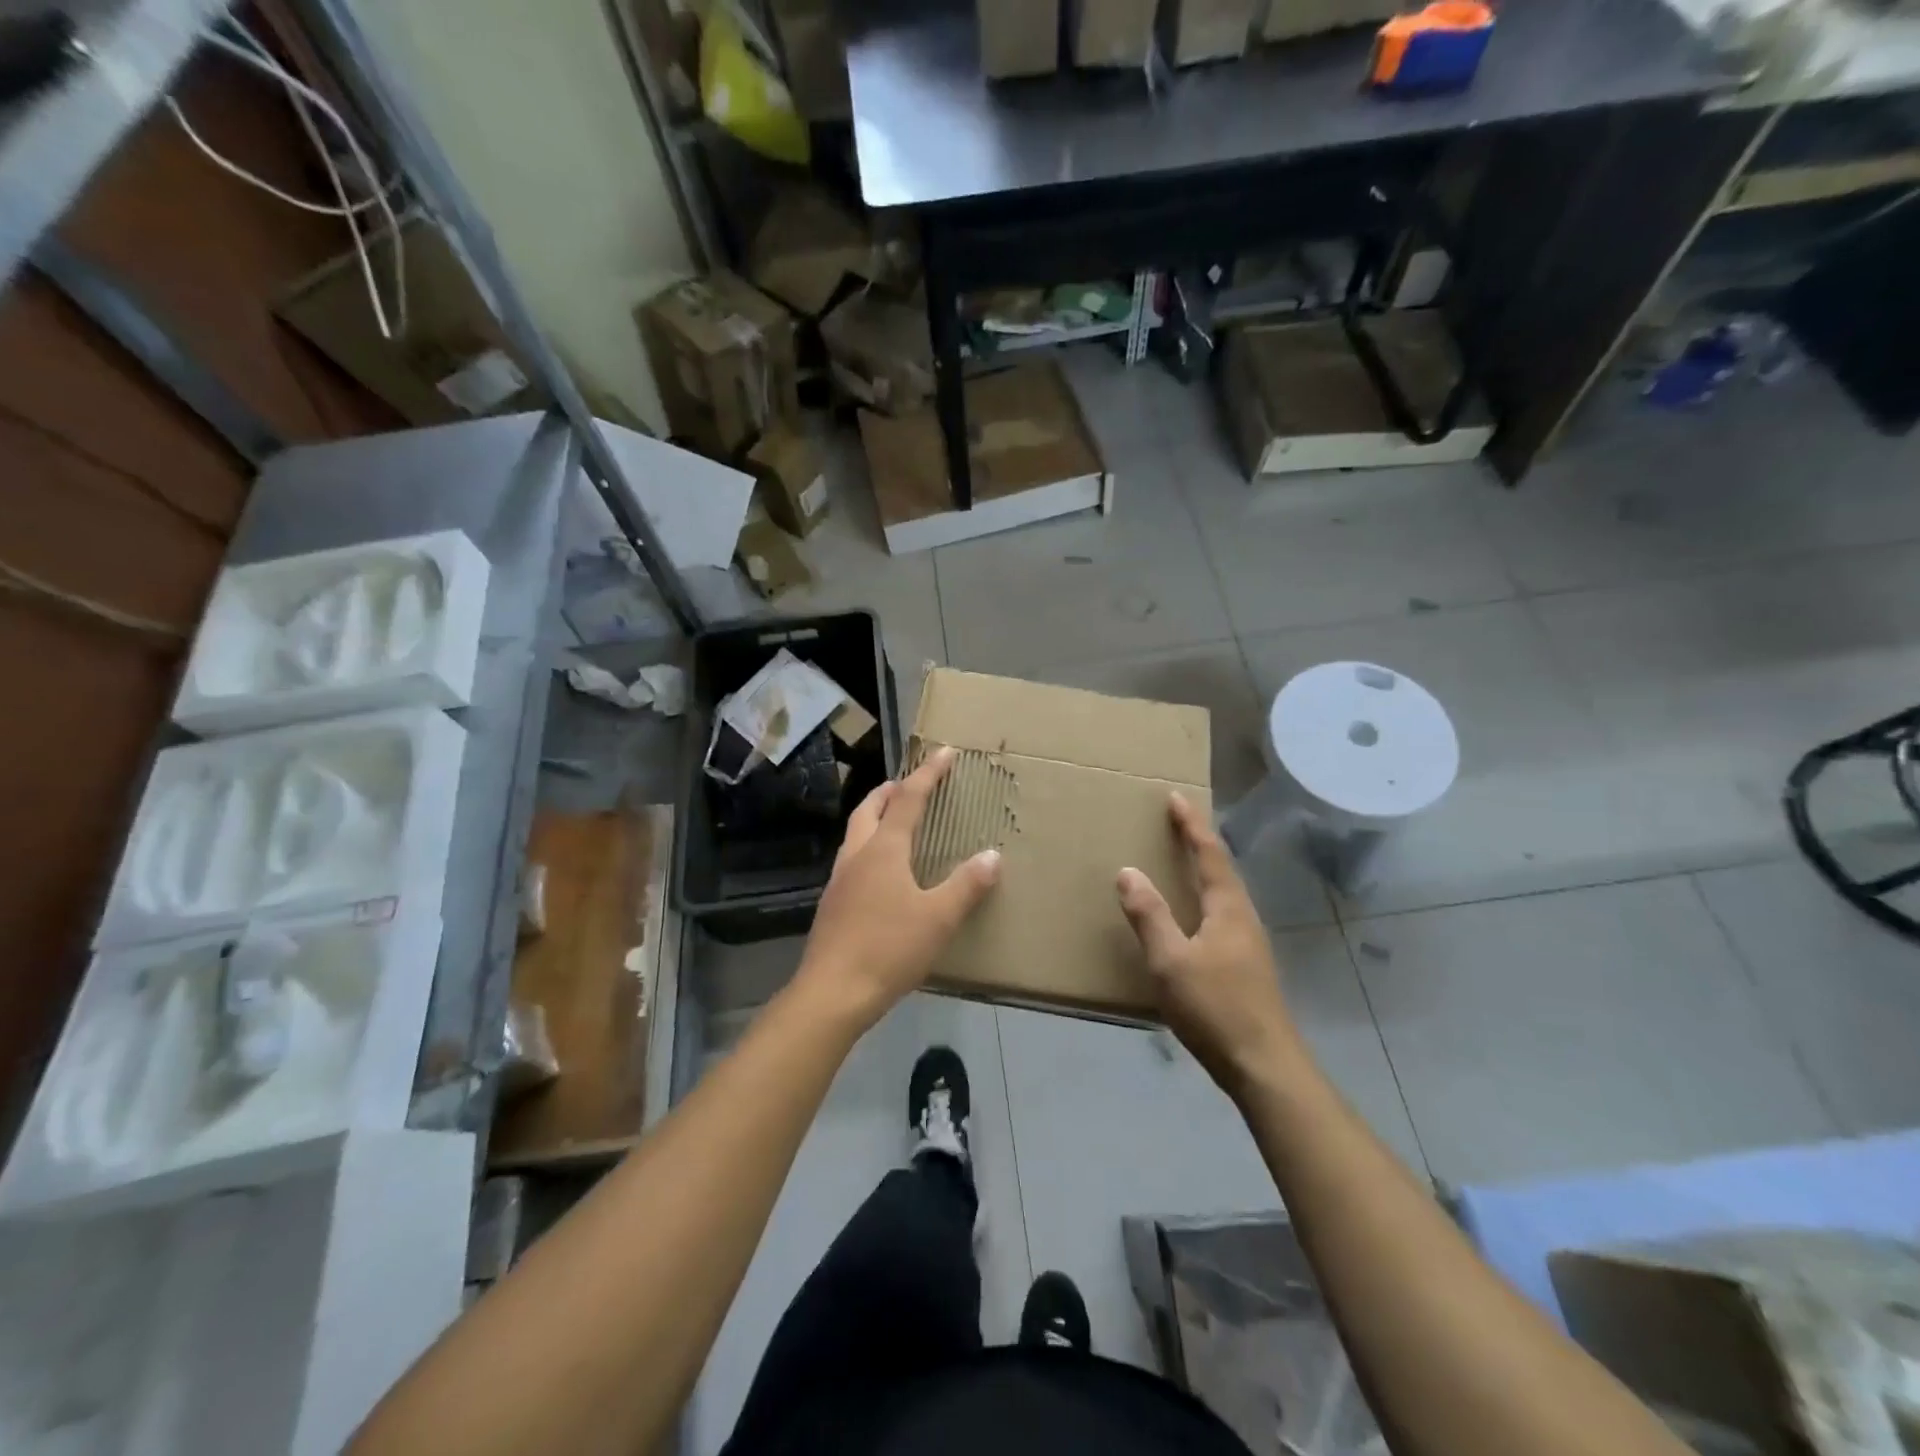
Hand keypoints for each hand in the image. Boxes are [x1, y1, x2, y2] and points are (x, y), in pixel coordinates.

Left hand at [796, 746, 1000, 1027]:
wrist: (832, 993)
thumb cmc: (889, 949)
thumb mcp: (938, 918)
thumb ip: (966, 886)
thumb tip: (992, 856)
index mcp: (883, 850)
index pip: (908, 800)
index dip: (928, 774)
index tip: (944, 752)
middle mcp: (857, 855)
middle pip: (869, 809)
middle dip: (890, 790)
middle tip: (910, 784)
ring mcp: (839, 880)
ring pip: (855, 833)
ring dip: (875, 817)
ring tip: (895, 821)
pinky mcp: (832, 904)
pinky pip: (852, 859)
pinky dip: (868, 847)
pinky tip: (881, 872)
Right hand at [1116, 793, 1296, 1097]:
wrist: (1264, 1065)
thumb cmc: (1215, 1008)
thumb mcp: (1171, 961)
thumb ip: (1149, 916)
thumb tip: (1128, 871)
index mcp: (1228, 908)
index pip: (1209, 854)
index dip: (1192, 825)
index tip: (1176, 797)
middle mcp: (1244, 917)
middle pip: (1222, 869)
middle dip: (1199, 842)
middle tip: (1175, 822)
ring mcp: (1249, 943)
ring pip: (1224, 893)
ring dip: (1203, 870)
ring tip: (1180, 861)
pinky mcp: (1247, 965)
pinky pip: (1222, 914)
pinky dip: (1203, 897)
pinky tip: (1191, 916)